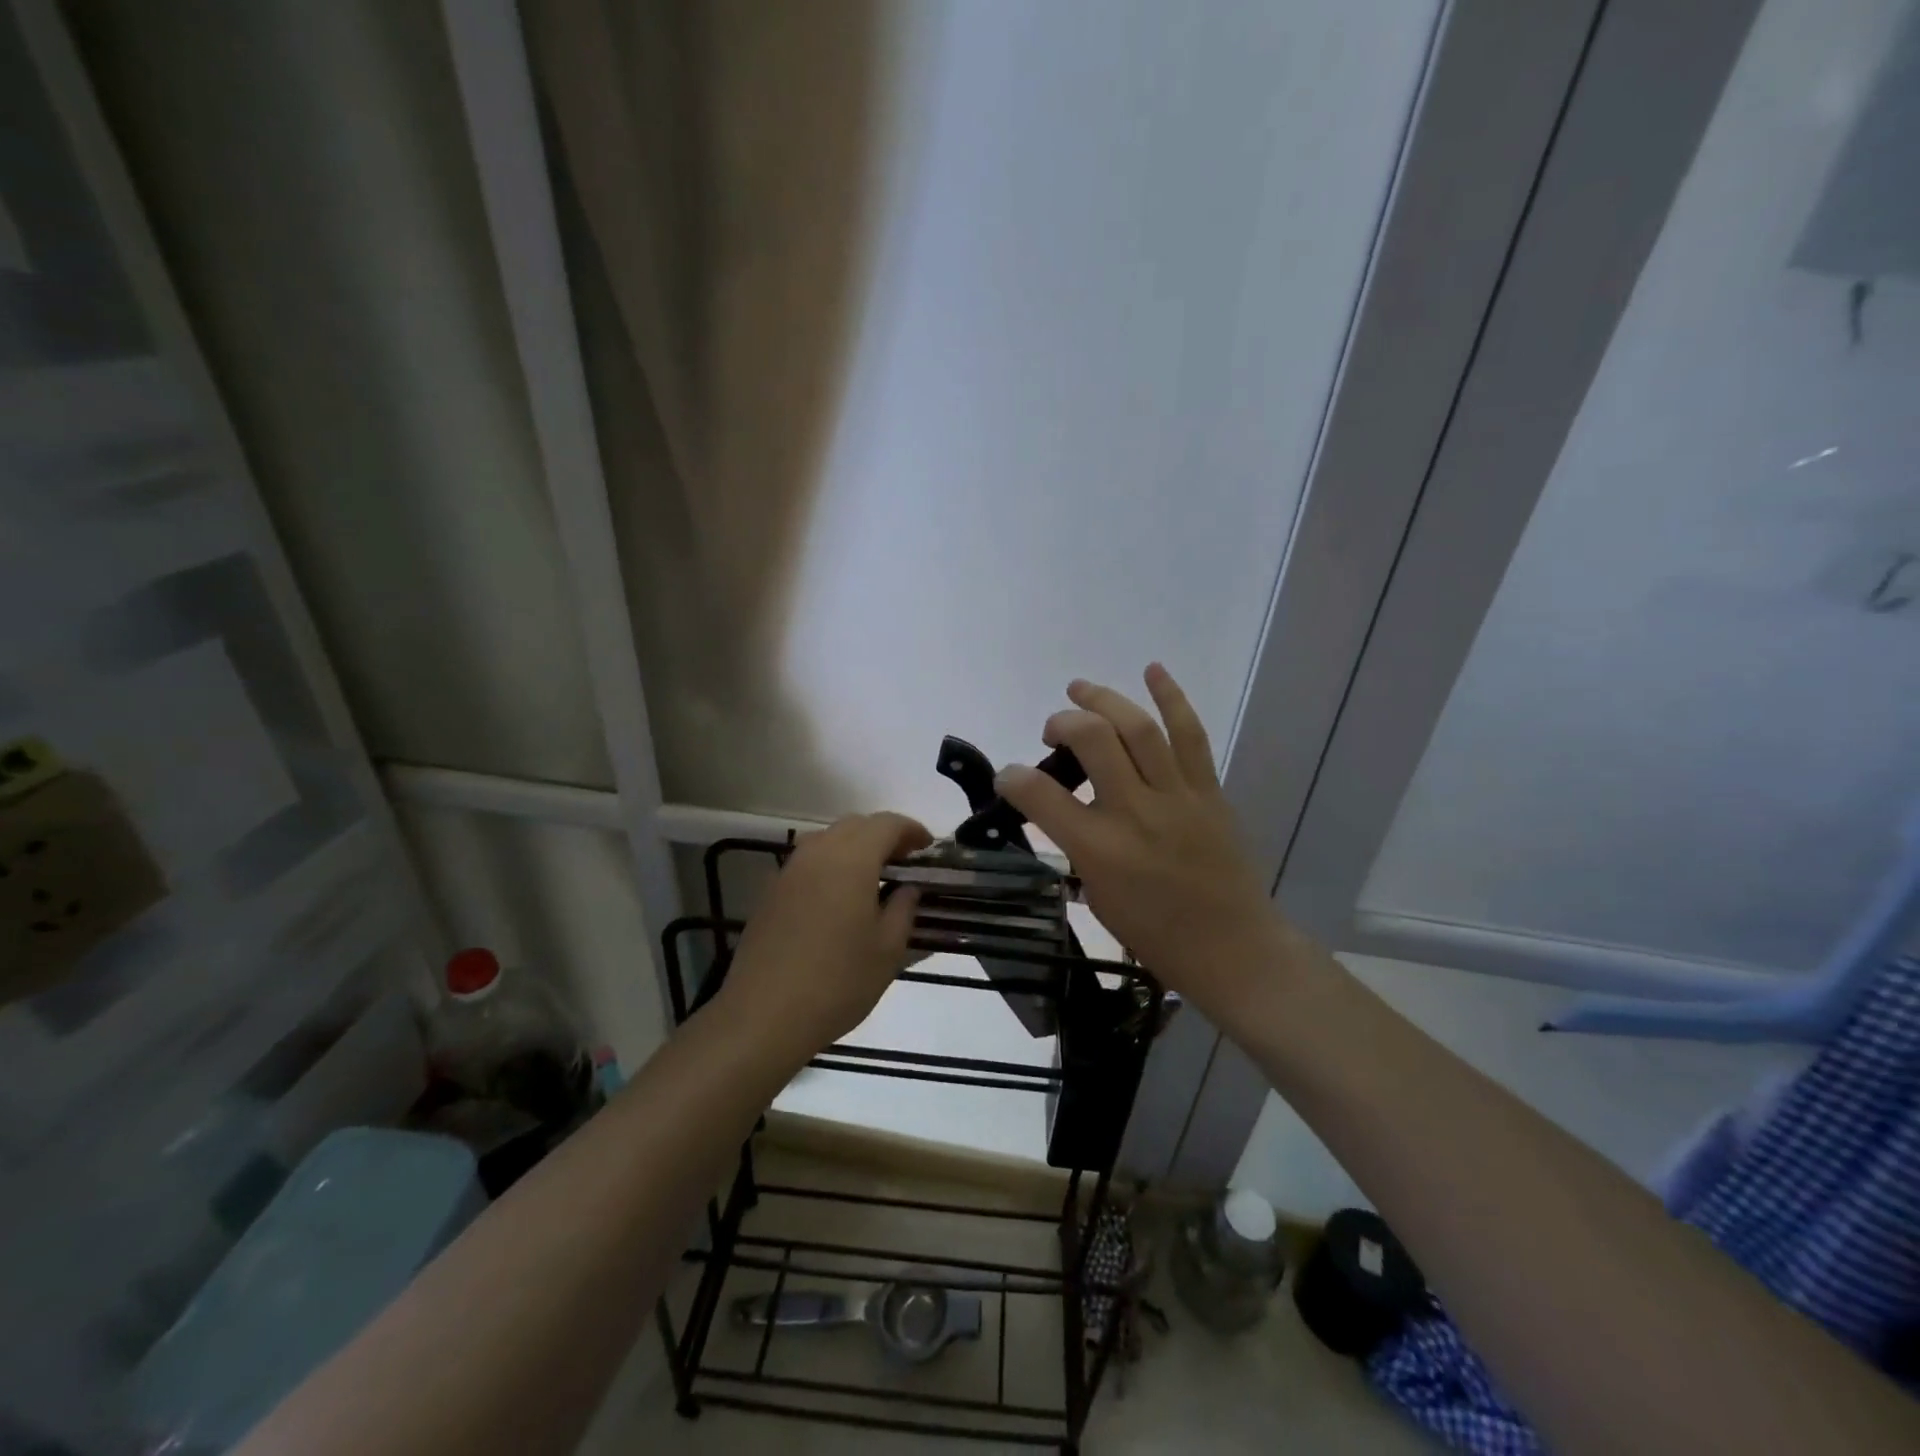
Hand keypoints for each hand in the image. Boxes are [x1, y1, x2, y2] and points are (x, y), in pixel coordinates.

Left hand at [711, 812, 930, 1068]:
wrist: (763, 1016)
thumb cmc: (837, 983)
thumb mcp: (887, 951)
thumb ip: (903, 909)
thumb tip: (907, 889)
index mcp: (851, 860)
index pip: (886, 824)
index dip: (911, 830)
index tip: (928, 847)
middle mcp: (817, 854)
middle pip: (855, 825)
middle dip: (883, 835)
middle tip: (904, 861)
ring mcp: (788, 871)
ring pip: (827, 839)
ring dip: (854, 847)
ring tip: (873, 876)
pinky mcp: (770, 892)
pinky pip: (807, 861)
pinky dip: (830, 864)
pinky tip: (839, 897)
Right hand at [994, 665, 1284, 1016]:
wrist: (1232, 946)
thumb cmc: (1155, 933)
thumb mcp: (1097, 895)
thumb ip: (1075, 845)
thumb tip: (1059, 807)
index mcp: (1100, 850)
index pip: (1042, 796)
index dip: (1013, 777)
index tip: (1008, 776)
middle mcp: (1136, 813)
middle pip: (1094, 740)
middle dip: (1063, 723)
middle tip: (1052, 729)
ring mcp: (1177, 796)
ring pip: (1138, 728)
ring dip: (1104, 699)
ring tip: (1080, 688)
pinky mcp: (1208, 790)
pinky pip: (1190, 734)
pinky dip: (1171, 697)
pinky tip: (1152, 670)